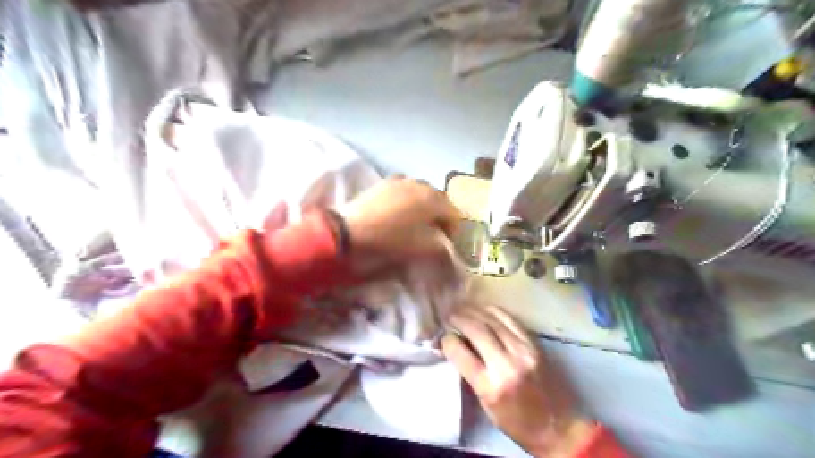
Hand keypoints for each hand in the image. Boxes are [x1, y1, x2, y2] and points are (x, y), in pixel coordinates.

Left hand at [342, 178, 460, 270]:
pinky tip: (400, 210)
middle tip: (433, 232)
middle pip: (439, 200)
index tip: (446, 243)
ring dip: (425, 206)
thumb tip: (446, 242)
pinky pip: (405, 189)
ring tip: (416, 221)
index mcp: (433, 200)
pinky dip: (409, 199)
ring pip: (422, 192)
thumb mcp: (421, 248)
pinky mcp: (385, 182)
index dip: (453, 230)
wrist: (351, 230)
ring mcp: (401, 181)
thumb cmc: (391, 239)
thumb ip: (441, 245)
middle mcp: (421, 184)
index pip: (454, 214)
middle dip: (440, 216)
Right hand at [445, 305, 593, 457]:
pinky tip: (485, 310)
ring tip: (463, 308)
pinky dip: (494, 311)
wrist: (557, 426)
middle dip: (458, 318)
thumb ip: (469, 373)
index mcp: (490, 386)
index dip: (447, 340)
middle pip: (476, 329)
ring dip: (474, 310)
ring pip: (493, 319)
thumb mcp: (485, 404)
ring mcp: (523, 350)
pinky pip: (510, 319)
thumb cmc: (516, 422)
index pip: (460, 352)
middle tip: (449, 315)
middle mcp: (506, 364)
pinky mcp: (534, 344)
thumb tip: (454, 346)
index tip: (443, 335)